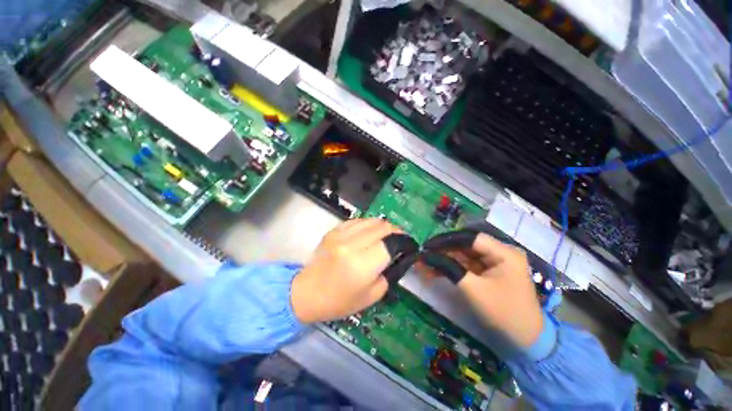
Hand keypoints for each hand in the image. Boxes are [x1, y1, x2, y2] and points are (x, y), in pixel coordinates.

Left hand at [291, 219, 399, 322]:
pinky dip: (369, 225)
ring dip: (384, 226)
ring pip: (372, 220)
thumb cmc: (340, 301)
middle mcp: (352, 244)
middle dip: (397, 231)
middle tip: (401, 240)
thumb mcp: (373, 295)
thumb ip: (390, 272)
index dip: (405, 242)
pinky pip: (358, 221)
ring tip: (387, 235)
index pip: (392, 242)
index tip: (410, 245)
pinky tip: (370, 233)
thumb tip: (400, 255)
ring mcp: (341, 234)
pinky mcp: (334, 230)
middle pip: (383, 227)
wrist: (306, 293)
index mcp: (362, 264)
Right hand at [423, 234, 544, 347]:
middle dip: (443, 252)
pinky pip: (467, 266)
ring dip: (444, 260)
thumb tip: (427, 256)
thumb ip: (449, 268)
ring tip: (424, 265)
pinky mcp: (489, 272)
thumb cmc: (503, 312)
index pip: (470, 238)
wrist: (525, 340)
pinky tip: (434, 272)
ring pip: (464, 255)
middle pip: (465, 246)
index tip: (427, 246)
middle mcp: (501, 252)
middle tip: (423, 256)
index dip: (446, 240)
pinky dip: (452, 268)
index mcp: (504, 252)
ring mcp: (495, 262)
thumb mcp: (473, 288)